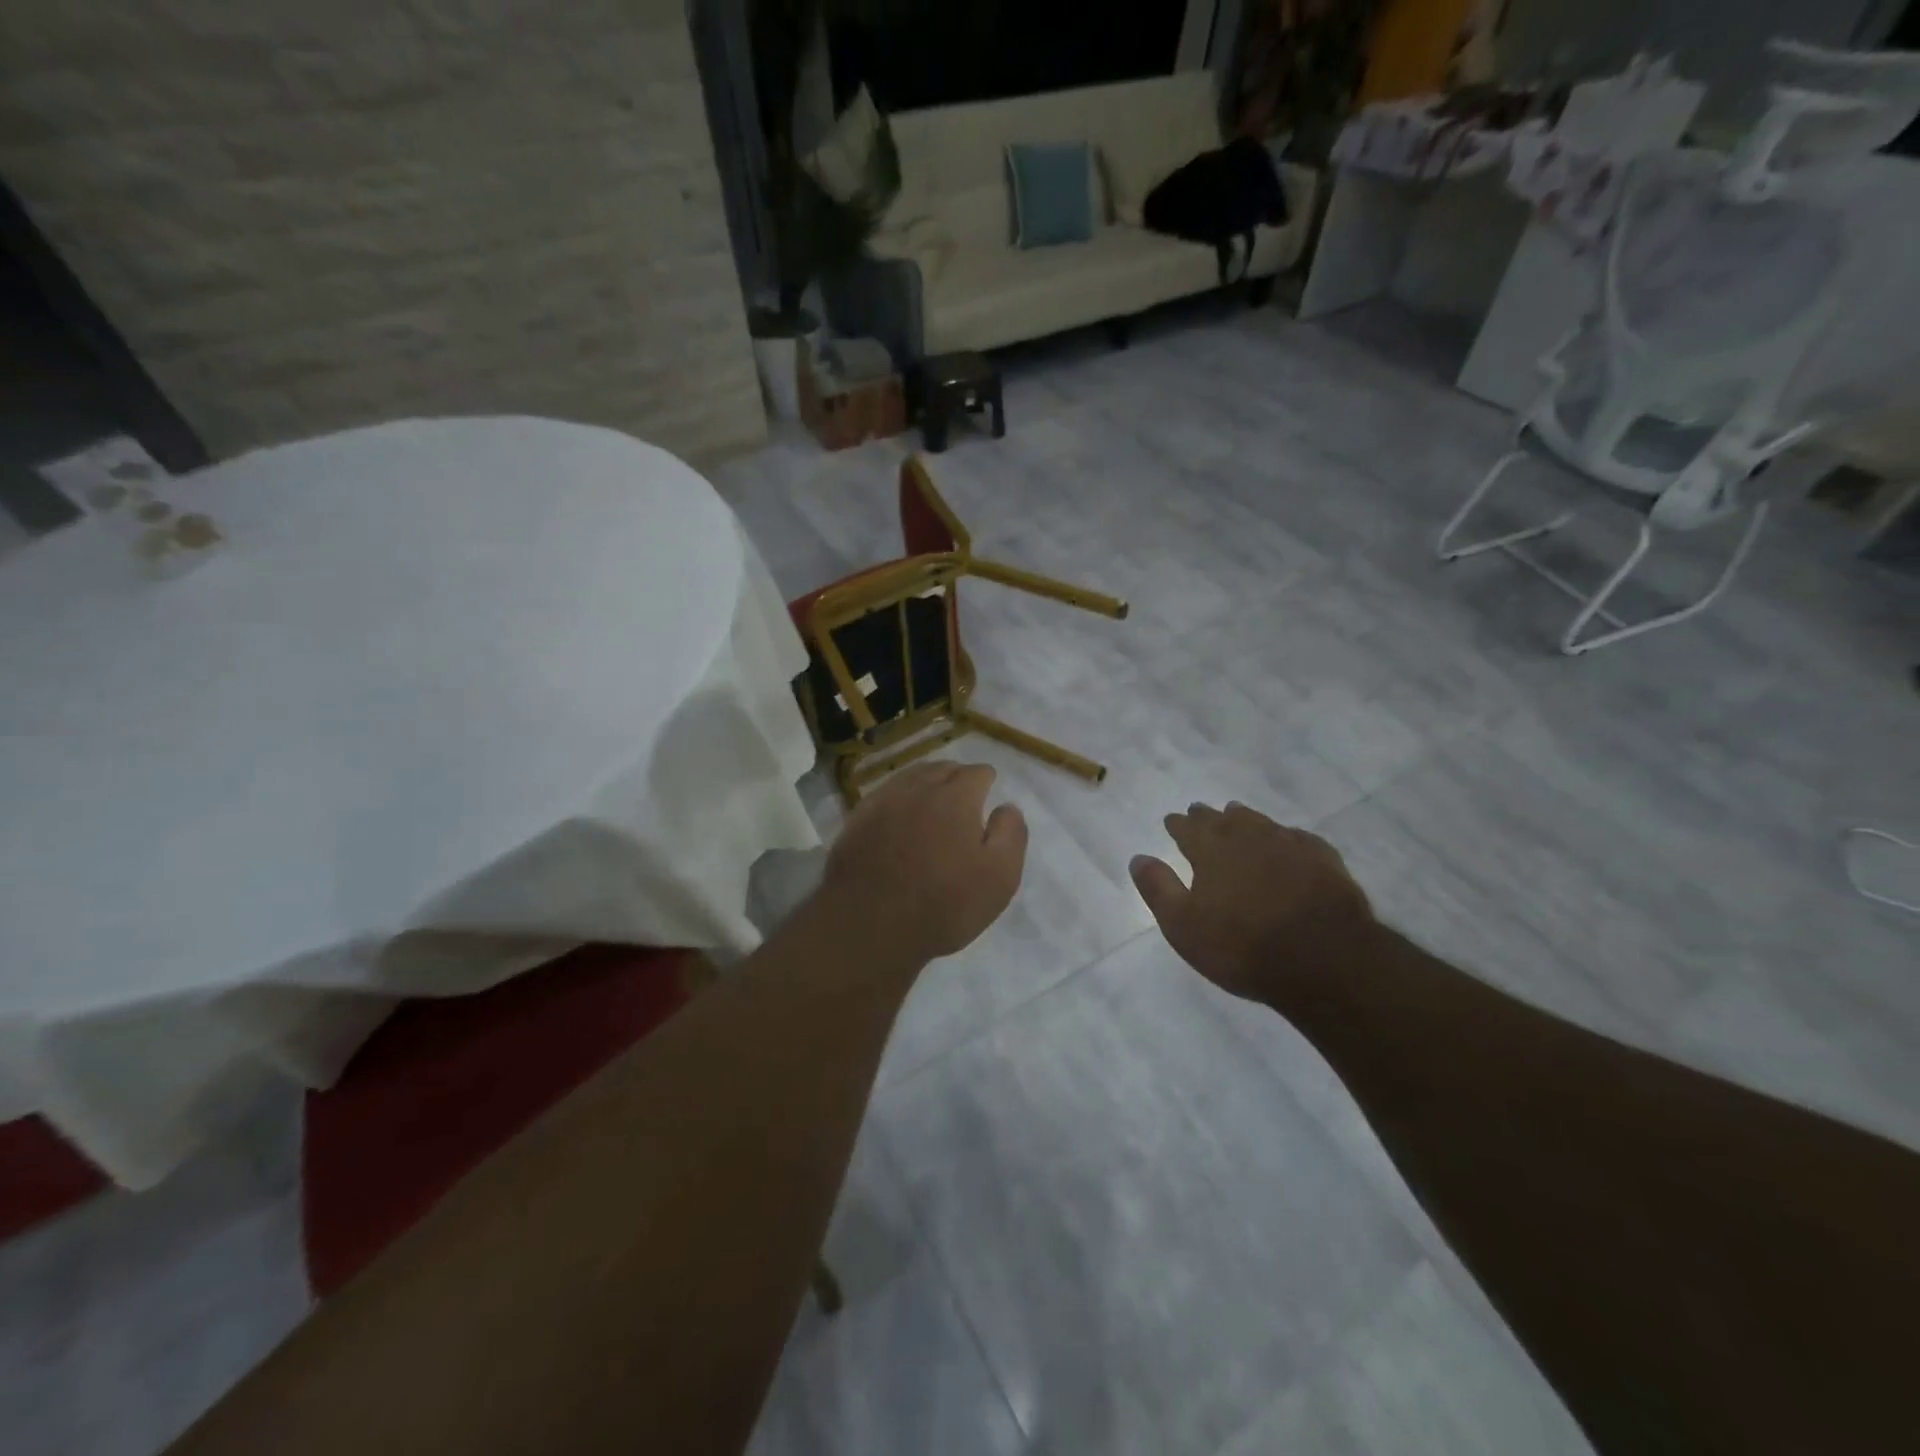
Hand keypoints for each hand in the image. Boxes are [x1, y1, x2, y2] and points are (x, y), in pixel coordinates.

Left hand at [819, 762, 1028, 966]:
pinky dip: (899, 798)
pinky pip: (884, 795)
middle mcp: (918, 789)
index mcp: (956, 798)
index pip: (976, 773)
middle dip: (956, 776)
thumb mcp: (999, 877)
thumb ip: (1010, 834)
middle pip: (942, 769)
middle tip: (963, 794)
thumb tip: (1007, 807)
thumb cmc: (943, 905)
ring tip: (933, 798)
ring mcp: (883, 802)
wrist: (869, 926)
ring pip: (911, 777)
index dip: (986, 780)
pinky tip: (900, 814)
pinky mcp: (857, 820)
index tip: (988, 790)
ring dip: (926, 782)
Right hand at [1130, 802, 1374, 1003]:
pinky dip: (1285, 835)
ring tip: (1236, 814)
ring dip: (1243, 817)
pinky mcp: (1323, 859)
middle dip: (1207, 816)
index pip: (1188, 829)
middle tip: (1198, 811)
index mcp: (1211, 850)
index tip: (1171, 820)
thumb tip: (1139, 857)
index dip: (1177, 824)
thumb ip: (1159, 889)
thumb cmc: (1242, 946)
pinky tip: (1287, 840)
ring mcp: (1288, 844)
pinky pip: (1297, 837)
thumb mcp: (1183, 925)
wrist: (1324, 958)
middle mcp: (1247, 837)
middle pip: (1223, 820)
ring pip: (1259, 822)